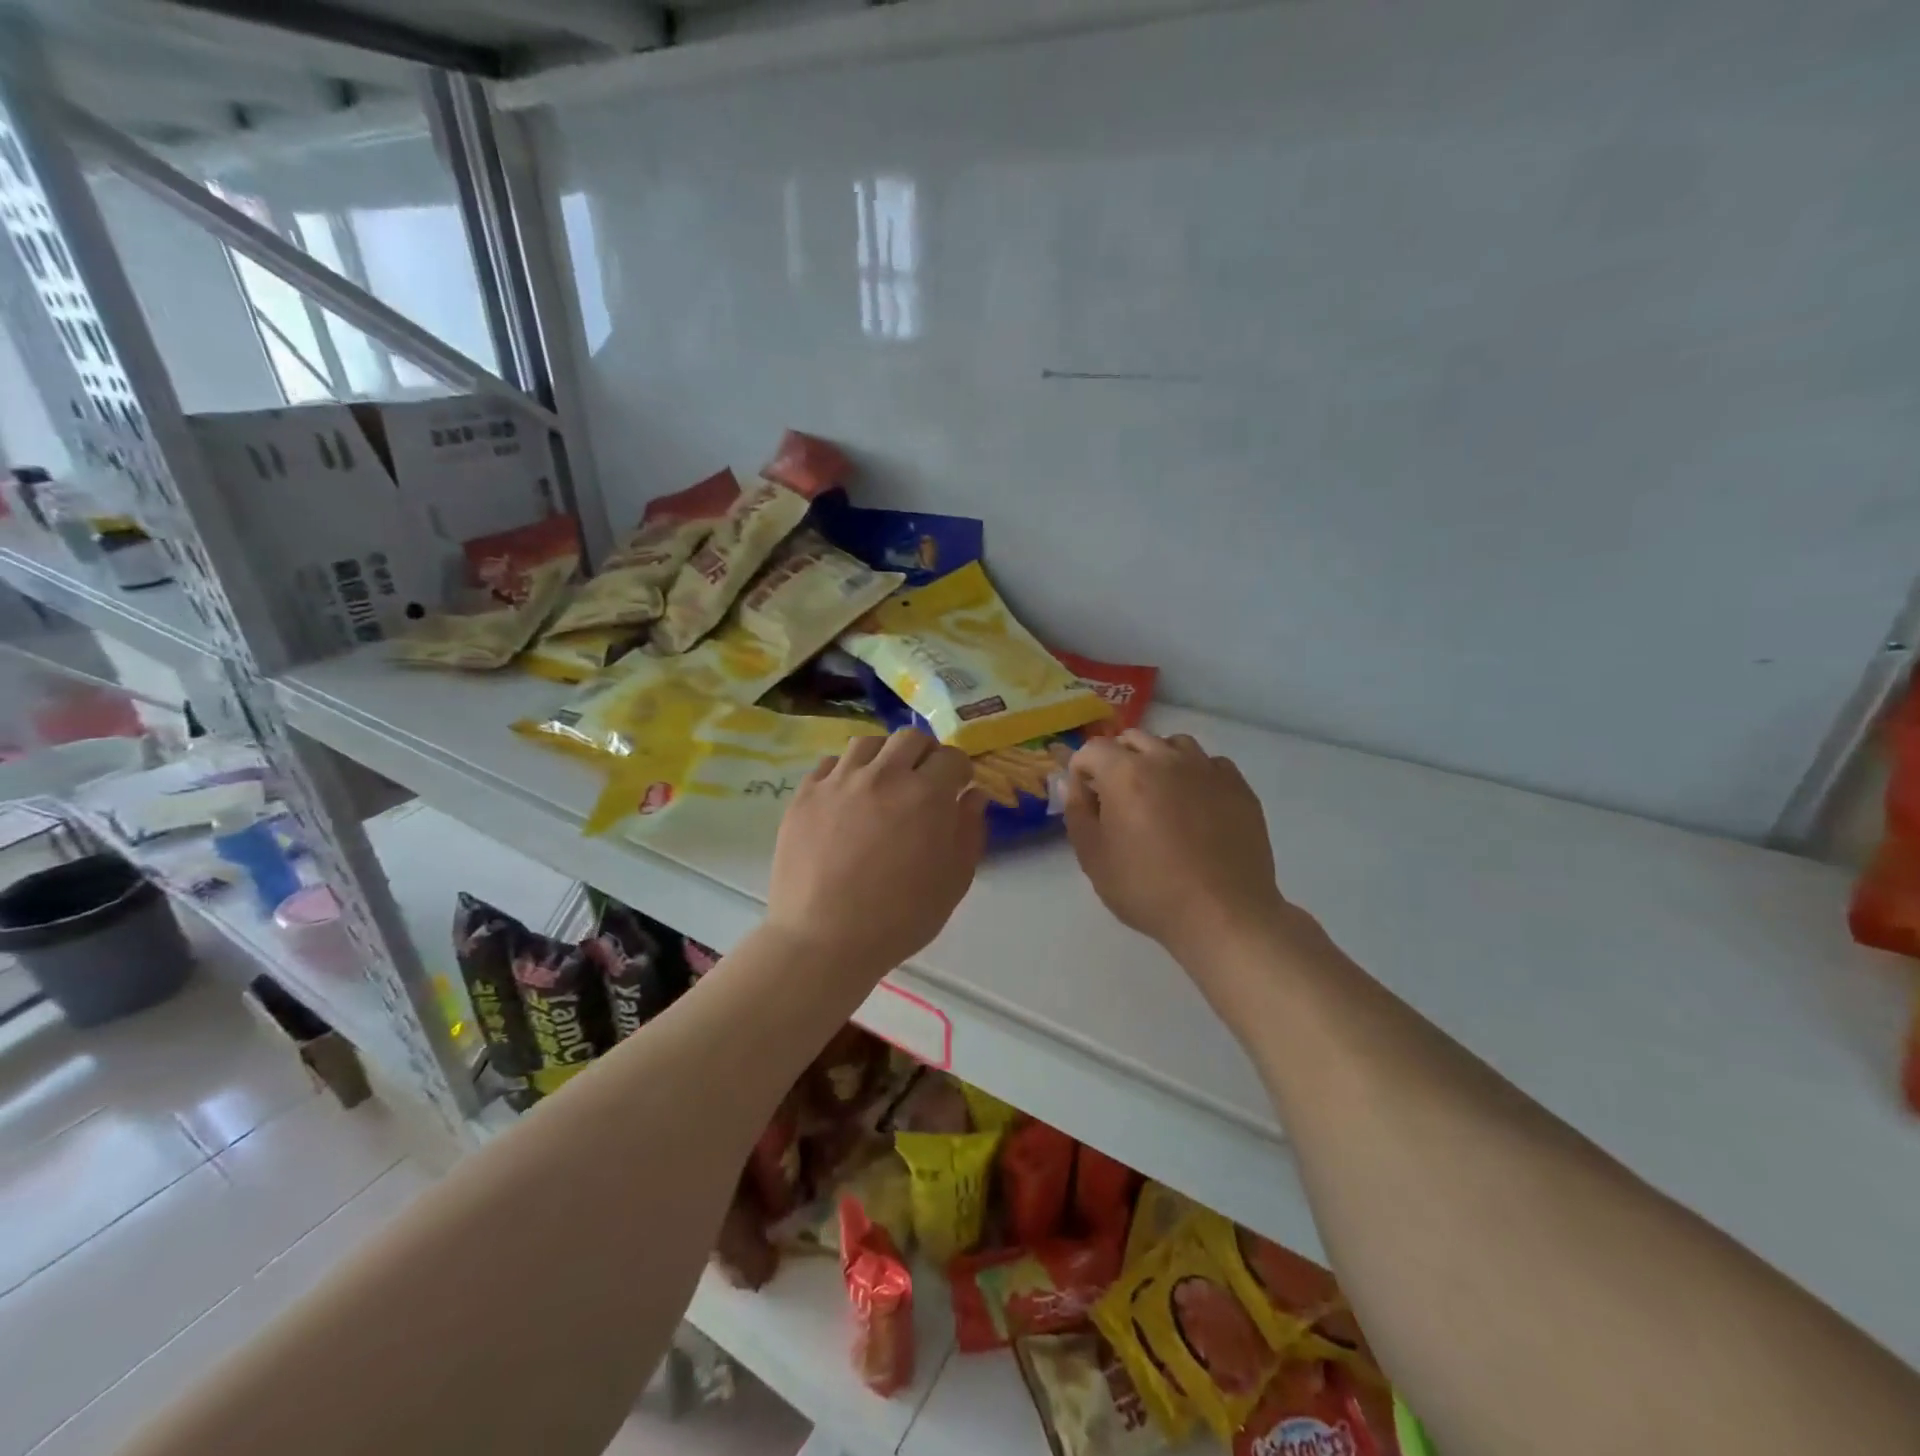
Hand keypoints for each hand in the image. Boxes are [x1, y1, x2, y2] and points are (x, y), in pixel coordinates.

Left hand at [767, 729, 985, 977]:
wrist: (824, 939)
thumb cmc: (900, 918)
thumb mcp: (954, 881)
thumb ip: (969, 831)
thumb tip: (973, 796)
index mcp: (926, 794)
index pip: (952, 757)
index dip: (960, 770)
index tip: (958, 787)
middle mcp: (883, 775)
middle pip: (910, 738)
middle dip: (925, 754)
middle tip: (924, 780)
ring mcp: (839, 781)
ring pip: (868, 743)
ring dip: (884, 756)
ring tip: (883, 782)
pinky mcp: (805, 794)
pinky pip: (830, 764)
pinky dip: (846, 772)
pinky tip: (847, 797)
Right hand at [1064, 731, 1289, 964]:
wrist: (1222, 915)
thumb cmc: (1148, 889)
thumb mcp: (1093, 858)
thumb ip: (1077, 813)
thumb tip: (1075, 784)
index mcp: (1125, 773)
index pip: (1092, 748)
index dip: (1081, 769)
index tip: (1085, 796)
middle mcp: (1166, 759)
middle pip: (1133, 739)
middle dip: (1117, 760)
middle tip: (1118, 797)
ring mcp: (1206, 769)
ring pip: (1174, 745)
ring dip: (1158, 760)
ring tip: (1158, 794)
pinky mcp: (1238, 786)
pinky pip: (1209, 764)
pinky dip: (1195, 774)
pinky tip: (1195, 804)